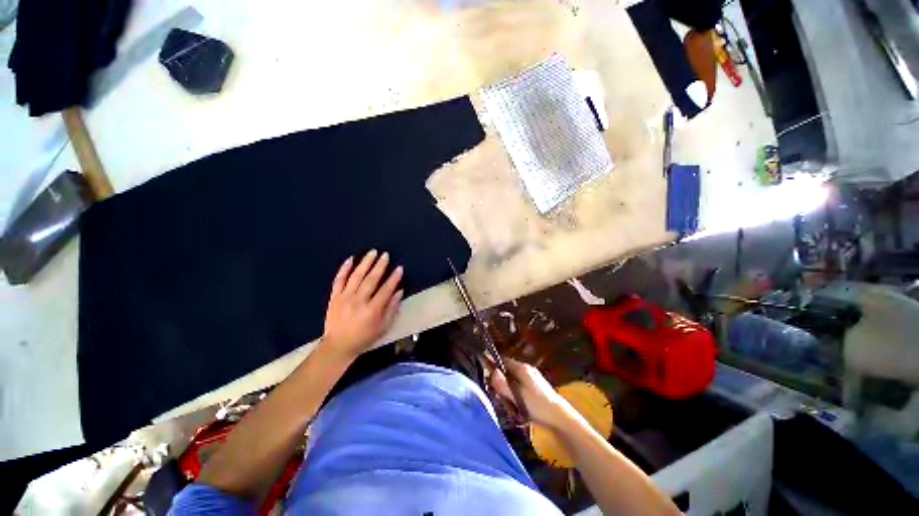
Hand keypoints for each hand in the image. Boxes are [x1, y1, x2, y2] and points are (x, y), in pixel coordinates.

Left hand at [321, 250, 402, 359]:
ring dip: (365, 262)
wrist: (338, 345)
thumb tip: (399, 291)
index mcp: (372, 309)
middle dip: (380, 265)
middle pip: (371, 279)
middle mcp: (359, 300)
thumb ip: (392, 308)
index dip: (394, 278)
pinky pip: (339, 280)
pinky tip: (350, 259)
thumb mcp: (383, 327)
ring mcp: (345, 297)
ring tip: (372, 252)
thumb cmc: (364, 337)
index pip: (386, 289)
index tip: (399, 268)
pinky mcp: (334, 297)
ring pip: (356, 276)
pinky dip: (344, 269)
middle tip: (386, 255)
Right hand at [490, 358, 571, 428]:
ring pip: (514, 381)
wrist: (560, 418)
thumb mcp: (516, 395)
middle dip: (501, 383)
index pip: (503, 361)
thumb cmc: (537, 405)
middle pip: (508, 372)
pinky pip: (521, 389)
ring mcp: (533, 379)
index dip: (494, 367)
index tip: (487, 380)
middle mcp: (527, 370)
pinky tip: (518, 408)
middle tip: (498, 396)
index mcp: (522, 368)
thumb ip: (502, 384)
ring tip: (509, 405)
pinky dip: (516, 396)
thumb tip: (491, 371)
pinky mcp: (537, 389)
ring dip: (508, 391)